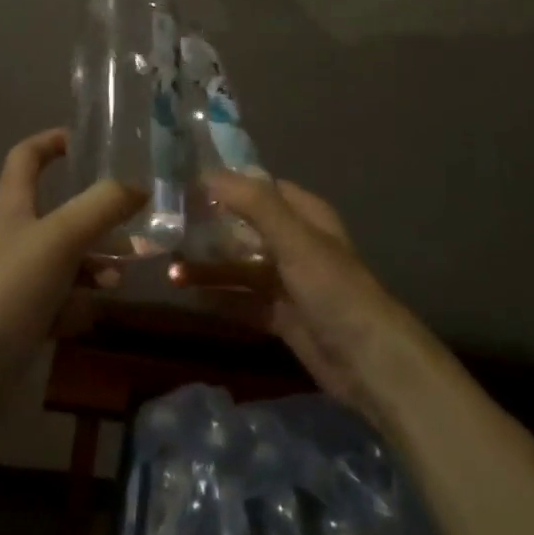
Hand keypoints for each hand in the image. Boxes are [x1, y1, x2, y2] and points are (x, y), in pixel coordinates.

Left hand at [0, 128, 145, 398]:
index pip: (27, 156)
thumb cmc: (4, 291)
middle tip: (136, 225)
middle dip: (98, 218)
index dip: (54, 141)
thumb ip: (101, 207)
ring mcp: (14, 281)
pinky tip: (87, 319)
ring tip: (120, 280)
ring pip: (66, 261)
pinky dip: (76, 306)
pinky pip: (58, 303)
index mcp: (12, 206)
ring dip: (95, 266)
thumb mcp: (59, 239)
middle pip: (59, 213)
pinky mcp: (19, 321)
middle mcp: (13, 237)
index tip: (89, 140)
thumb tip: (139, 185)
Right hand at [171, 172, 418, 421]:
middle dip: (209, 227)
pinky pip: (242, 300)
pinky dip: (218, 297)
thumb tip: (207, 172)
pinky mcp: (281, 316)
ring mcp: (288, 281)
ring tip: (169, 268)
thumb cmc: (333, 289)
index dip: (225, 184)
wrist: (369, 362)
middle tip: (165, 227)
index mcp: (304, 215)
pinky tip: (187, 296)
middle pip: (244, 227)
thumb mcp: (294, 240)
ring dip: (208, 266)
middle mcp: (295, 243)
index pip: (259, 188)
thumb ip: (254, 204)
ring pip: (240, 266)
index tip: (183, 184)